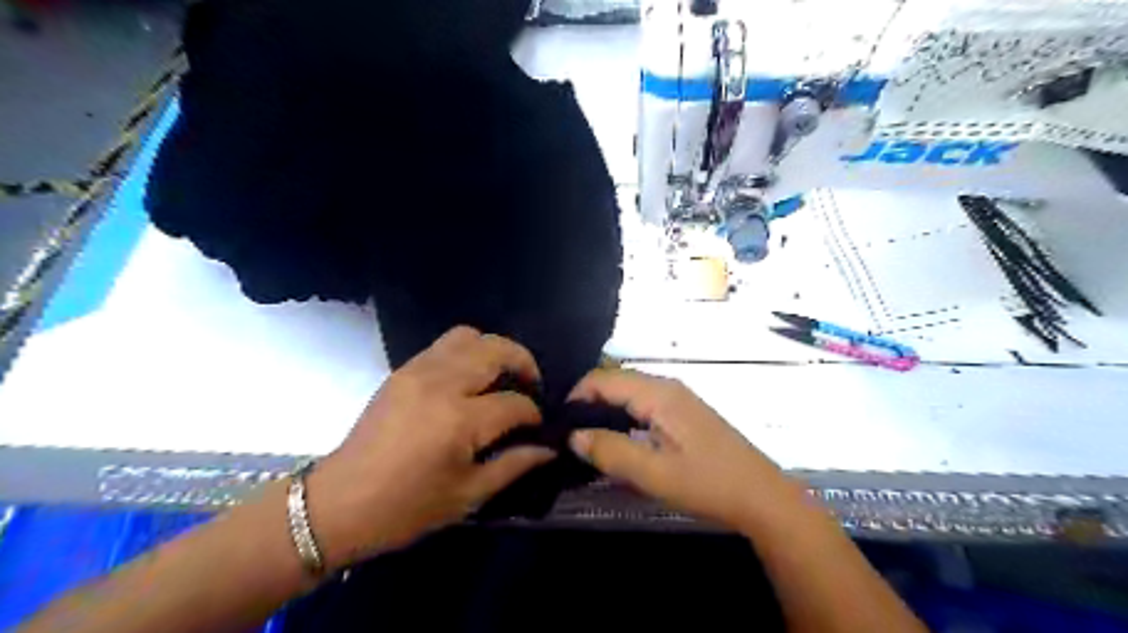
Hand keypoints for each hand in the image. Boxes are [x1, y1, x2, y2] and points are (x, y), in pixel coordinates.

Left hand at [306, 325, 554, 567]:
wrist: (338, 504)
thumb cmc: (406, 508)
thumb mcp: (468, 495)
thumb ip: (514, 465)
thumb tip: (548, 448)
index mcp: (459, 420)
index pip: (514, 403)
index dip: (534, 415)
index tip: (539, 427)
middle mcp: (442, 384)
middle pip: (496, 350)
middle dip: (524, 363)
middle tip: (531, 386)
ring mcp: (418, 371)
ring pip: (469, 336)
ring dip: (494, 351)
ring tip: (501, 376)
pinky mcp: (403, 371)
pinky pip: (444, 345)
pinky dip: (467, 353)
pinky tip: (470, 380)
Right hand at [569, 368, 795, 531]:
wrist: (762, 497)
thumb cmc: (708, 484)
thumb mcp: (654, 474)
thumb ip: (610, 451)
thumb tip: (573, 436)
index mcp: (658, 393)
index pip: (604, 378)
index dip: (576, 395)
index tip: (558, 423)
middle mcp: (667, 386)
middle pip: (616, 381)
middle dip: (589, 402)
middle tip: (568, 433)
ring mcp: (679, 398)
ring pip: (630, 393)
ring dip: (606, 410)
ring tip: (588, 438)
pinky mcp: (685, 413)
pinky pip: (644, 404)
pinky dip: (624, 416)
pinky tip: (619, 439)